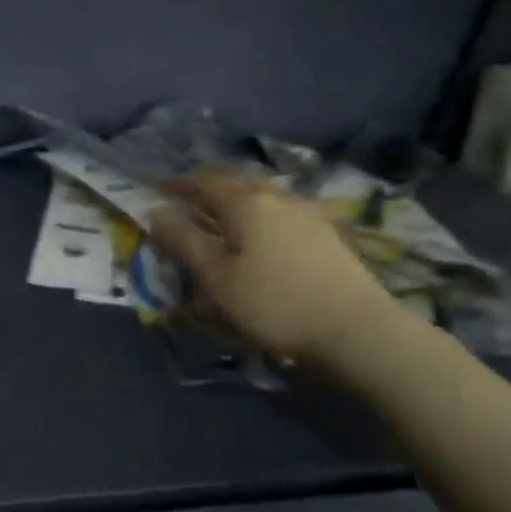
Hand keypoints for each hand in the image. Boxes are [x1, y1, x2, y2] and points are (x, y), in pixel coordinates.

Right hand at [149, 169, 397, 366]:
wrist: (356, 329)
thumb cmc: (273, 303)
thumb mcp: (215, 277)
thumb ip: (183, 241)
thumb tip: (157, 212)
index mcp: (245, 203)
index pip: (202, 183)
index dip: (176, 184)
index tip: (155, 186)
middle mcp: (277, 197)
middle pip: (235, 181)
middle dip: (207, 186)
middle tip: (186, 196)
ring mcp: (307, 213)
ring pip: (261, 194)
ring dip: (235, 197)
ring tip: (219, 213)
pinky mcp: (326, 233)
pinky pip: (280, 210)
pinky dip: (258, 213)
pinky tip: (258, 231)